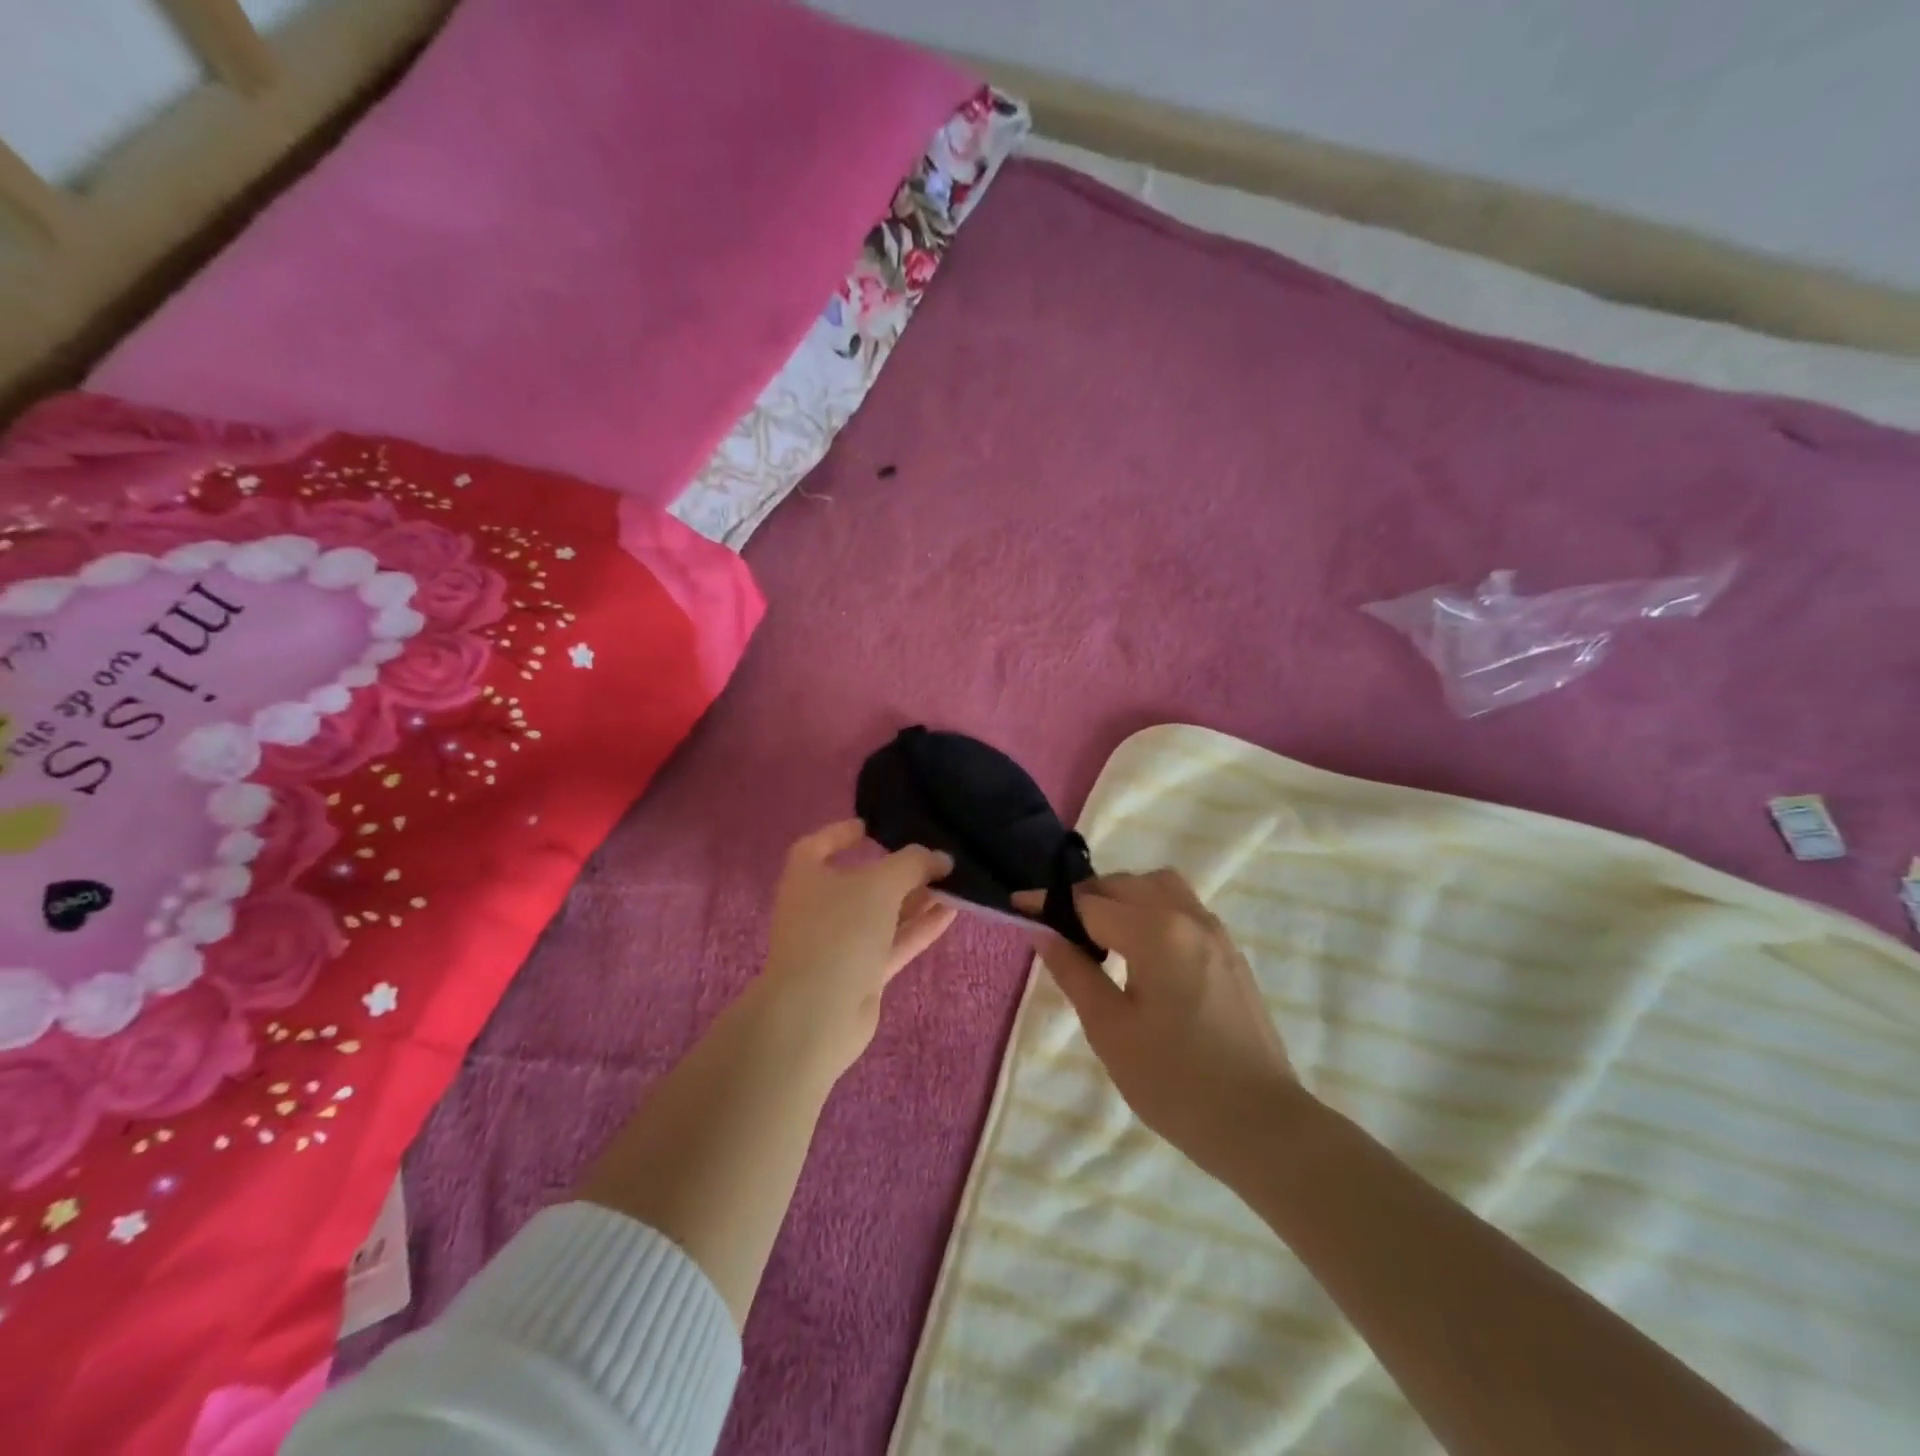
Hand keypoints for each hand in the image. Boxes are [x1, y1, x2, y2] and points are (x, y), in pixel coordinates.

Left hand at [758, 820, 957, 1078]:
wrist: (818, 1013)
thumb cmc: (839, 931)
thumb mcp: (881, 883)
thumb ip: (914, 863)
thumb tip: (941, 857)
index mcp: (806, 877)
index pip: (819, 845)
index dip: (841, 833)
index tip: (871, 826)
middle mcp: (819, 907)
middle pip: (861, 881)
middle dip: (898, 870)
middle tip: (934, 858)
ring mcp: (839, 944)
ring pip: (883, 914)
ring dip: (916, 899)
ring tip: (954, 882)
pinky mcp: (860, 973)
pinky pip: (894, 942)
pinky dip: (919, 927)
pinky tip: (952, 912)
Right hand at [1019, 870, 1298, 1183]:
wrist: (1260, 1124)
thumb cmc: (1174, 1081)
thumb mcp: (1110, 1030)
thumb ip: (1074, 972)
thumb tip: (1043, 932)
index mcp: (1156, 932)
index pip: (1090, 903)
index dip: (1050, 903)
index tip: (1019, 905)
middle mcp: (1188, 918)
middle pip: (1126, 884)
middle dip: (1087, 896)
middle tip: (1058, 927)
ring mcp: (1215, 933)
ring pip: (1160, 888)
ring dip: (1124, 896)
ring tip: (1101, 933)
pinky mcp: (1230, 953)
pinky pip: (1184, 908)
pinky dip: (1153, 909)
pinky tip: (1141, 949)